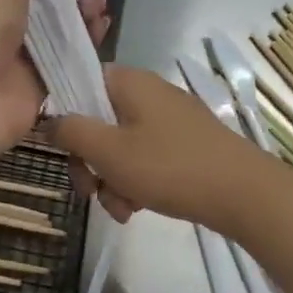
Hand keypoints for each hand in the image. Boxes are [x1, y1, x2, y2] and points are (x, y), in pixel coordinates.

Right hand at [49, 66, 268, 230]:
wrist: (243, 193)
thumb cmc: (169, 167)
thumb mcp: (108, 151)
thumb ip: (71, 131)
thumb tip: (49, 120)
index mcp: (130, 83)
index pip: (81, 84)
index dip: (66, 117)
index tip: (64, 151)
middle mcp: (149, 94)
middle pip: (98, 122)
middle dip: (90, 163)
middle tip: (91, 192)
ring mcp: (170, 120)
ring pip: (120, 147)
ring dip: (112, 181)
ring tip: (122, 210)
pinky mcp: (185, 145)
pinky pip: (146, 159)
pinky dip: (136, 183)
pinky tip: (138, 209)